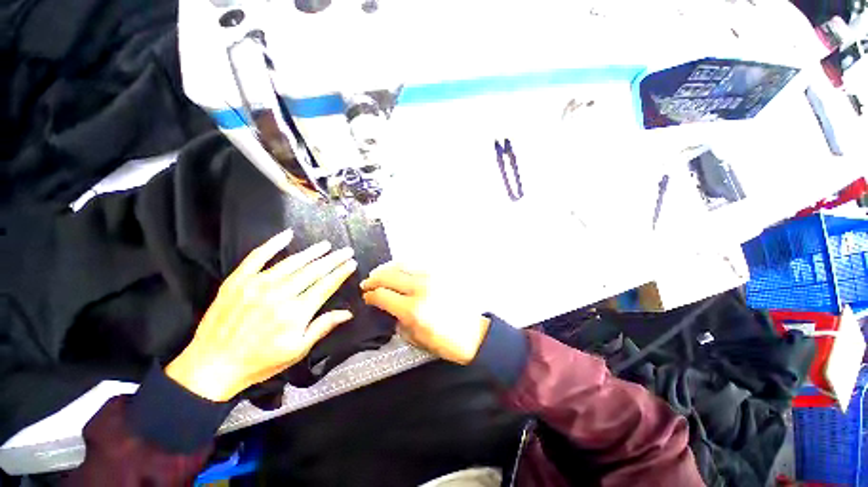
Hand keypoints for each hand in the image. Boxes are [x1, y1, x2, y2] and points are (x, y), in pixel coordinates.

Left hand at [165, 229, 356, 401]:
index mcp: (296, 312)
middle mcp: (280, 294)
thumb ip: (323, 327)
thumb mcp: (297, 350)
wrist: (212, 366)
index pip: (326, 285)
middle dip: (333, 259)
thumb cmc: (260, 362)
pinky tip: (287, 234)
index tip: (352, 263)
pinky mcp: (238, 280)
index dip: (341, 273)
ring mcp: (257, 284)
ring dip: (312, 252)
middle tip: (346, 250)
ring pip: (292, 262)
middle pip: (313, 271)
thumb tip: (348, 313)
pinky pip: (257, 256)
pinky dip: (273, 244)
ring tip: (326, 245)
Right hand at [360, 262, 489, 364]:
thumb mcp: (415, 338)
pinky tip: (399, 269)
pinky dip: (403, 265)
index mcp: (413, 309)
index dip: (370, 295)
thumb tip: (388, 308)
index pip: (382, 295)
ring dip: (387, 268)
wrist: (473, 334)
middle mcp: (421, 288)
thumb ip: (397, 321)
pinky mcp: (441, 273)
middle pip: (389, 276)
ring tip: (380, 273)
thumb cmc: (445, 342)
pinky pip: (417, 264)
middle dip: (374, 279)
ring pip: (402, 264)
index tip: (366, 296)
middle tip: (367, 283)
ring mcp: (432, 277)